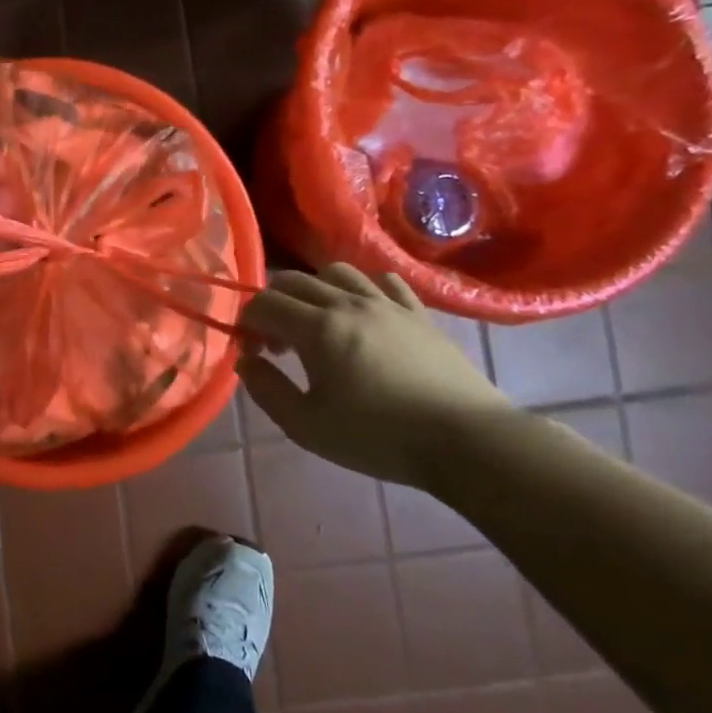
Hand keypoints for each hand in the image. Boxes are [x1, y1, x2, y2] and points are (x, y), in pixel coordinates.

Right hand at [238, 264, 510, 485]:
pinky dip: (361, 290)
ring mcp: (388, 304)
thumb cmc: (377, 436)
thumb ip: (266, 390)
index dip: (246, 323)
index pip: (264, 304)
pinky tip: (362, 315)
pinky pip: (384, 282)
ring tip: (316, 324)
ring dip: (314, 290)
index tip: (251, 352)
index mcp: (317, 328)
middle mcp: (348, 303)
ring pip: (338, 272)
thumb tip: (247, 362)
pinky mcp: (419, 313)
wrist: (465, 440)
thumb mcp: (305, 425)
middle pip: (294, 281)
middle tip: (276, 342)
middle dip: (273, 304)